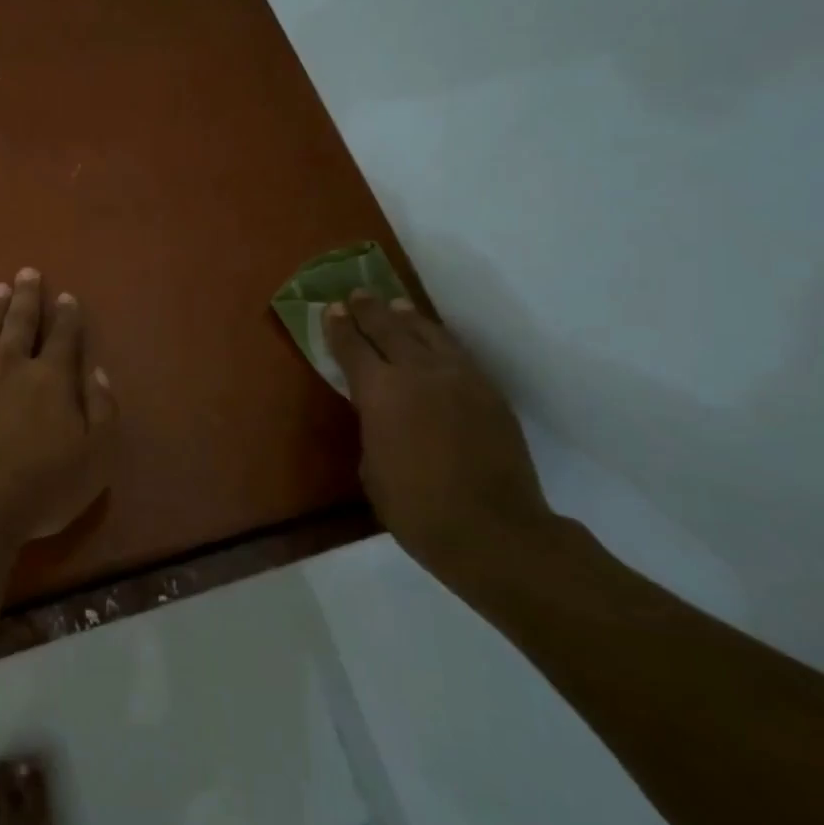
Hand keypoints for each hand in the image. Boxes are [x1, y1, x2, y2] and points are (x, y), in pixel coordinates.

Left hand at [0, 268, 118, 546]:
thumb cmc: (38, 486)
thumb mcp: (95, 457)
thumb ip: (102, 410)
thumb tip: (96, 372)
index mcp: (51, 378)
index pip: (63, 337)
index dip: (67, 316)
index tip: (66, 297)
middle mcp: (11, 364)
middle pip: (20, 322)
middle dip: (27, 296)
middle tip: (27, 272)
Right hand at [325, 291, 553, 571]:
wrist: (493, 529)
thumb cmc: (415, 508)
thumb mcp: (372, 467)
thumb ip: (373, 428)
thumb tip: (381, 415)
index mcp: (380, 393)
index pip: (352, 348)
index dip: (338, 327)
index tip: (330, 309)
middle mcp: (418, 373)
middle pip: (389, 329)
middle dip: (369, 311)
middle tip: (357, 295)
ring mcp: (459, 379)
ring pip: (428, 335)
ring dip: (408, 318)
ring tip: (396, 306)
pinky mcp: (488, 392)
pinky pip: (457, 354)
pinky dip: (439, 340)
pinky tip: (434, 339)